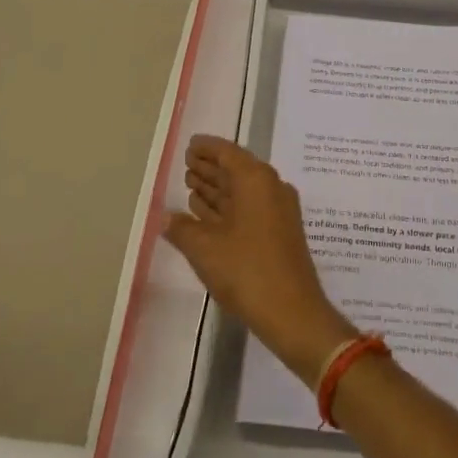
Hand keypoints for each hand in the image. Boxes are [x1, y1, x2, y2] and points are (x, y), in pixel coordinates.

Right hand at [164, 136, 356, 381]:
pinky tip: (207, 215)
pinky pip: (249, 208)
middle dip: (210, 167)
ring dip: (217, 188)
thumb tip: (165, 217)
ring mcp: (278, 211)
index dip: (207, 148)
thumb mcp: (205, 249)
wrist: (292, 312)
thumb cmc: (247, 271)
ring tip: (191, 186)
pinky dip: (227, 208)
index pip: (228, 153)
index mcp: (256, 180)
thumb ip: (182, 228)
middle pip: (236, 169)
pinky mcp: (280, 232)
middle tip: (186, 165)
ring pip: (242, 191)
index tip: (189, 145)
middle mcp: (271, 187)